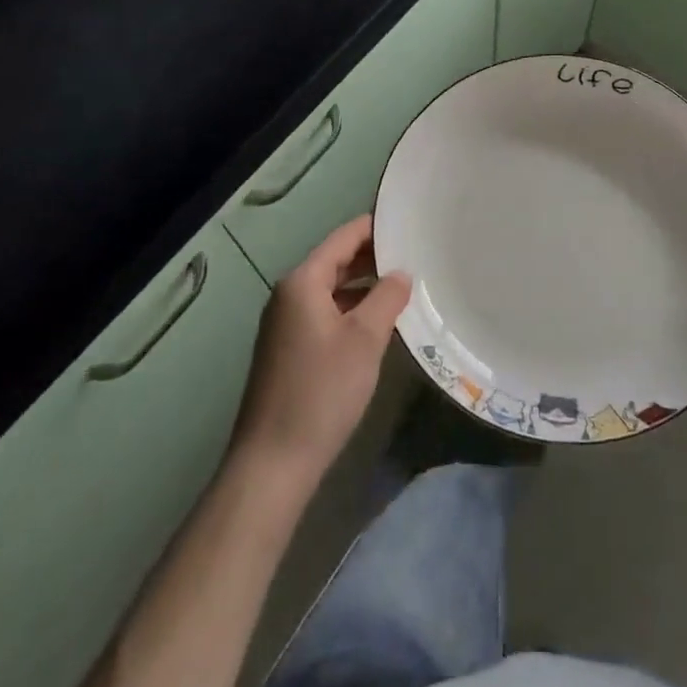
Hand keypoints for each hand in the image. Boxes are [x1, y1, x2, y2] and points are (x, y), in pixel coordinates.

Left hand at [232, 216, 411, 489]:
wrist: (272, 464)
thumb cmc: (322, 391)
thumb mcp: (365, 339)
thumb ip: (387, 297)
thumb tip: (401, 273)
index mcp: (302, 281)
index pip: (344, 237)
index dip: (376, 228)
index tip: (409, 223)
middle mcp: (289, 294)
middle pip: (335, 261)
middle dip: (373, 257)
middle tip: (414, 254)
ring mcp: (285, 323)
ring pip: (331, 289)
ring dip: (364, 285)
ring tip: (403, 286)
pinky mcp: (287, 350)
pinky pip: (324, 312)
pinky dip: (350, 309)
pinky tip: (377, 323)